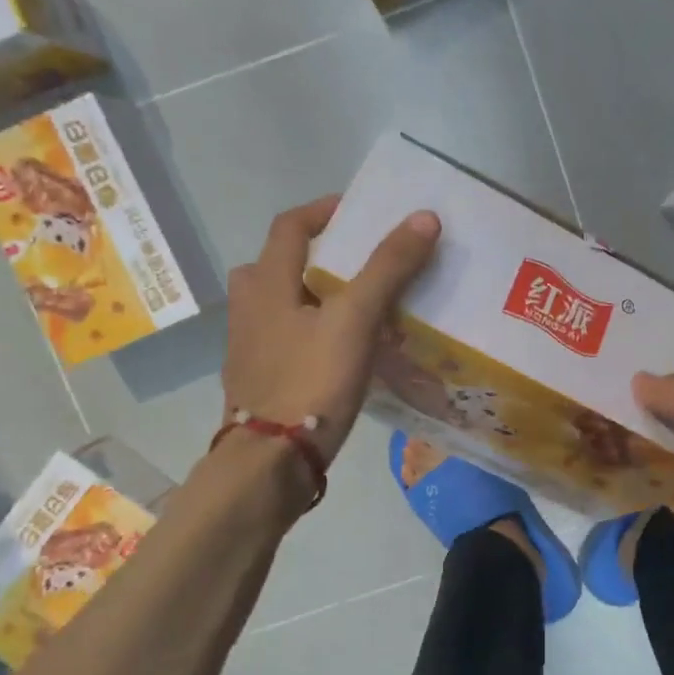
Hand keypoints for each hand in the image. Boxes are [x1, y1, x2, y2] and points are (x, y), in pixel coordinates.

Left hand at [220, 195, 439, 467]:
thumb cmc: (311, 382)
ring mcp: (249, 346)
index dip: (325, 211)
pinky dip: (311, 330)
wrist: (270, 463)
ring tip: (355, 306)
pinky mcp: (259, 378)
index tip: (361, 212)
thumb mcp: (355, 320)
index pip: (291, 226)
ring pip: (281, 303)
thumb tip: (424, 218)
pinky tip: (341, 350)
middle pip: (278, 263)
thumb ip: (388, 268)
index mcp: (266, 283)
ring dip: (313, 294)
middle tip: (358, 263)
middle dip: (317, 255)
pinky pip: (286, 338)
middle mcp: (248, 307)